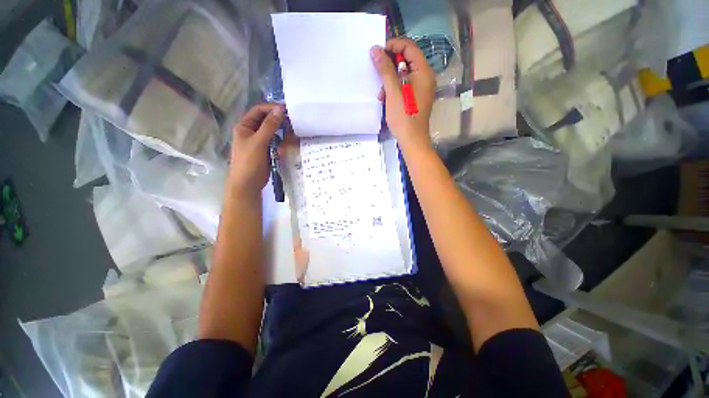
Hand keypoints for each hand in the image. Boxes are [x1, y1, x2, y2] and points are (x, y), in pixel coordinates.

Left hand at [228, 103, 284, 196]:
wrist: (248, 183)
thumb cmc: (249, 161)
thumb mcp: (259, 142)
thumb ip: (269, 126)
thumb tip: (280, 110)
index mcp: (244, 126)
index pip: (258, 111)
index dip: (271, 108)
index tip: (287, 110)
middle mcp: (251, 131)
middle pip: (265, 120)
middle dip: (278, 119)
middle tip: (293, 120)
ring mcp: (259, 141)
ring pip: (271, 131)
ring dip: (281, 129)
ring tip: (293, 129)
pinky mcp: (266, 150)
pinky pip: (275, 141)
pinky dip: (282, 139)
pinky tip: (290, 140)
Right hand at [370, 38, 435, 150]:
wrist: (412, 139)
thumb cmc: (404, 115)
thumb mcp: (393, 91)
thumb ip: (385, 69)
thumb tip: (375, 49)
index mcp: (423, 71)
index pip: (409, 46)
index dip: (393, 45)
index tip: (378, 53)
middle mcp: (425, 76)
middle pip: (406, 60)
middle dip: (389, 66)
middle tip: (377, 74)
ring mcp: (421, 88)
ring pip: (403, 74)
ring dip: (389, 80)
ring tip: (381, 94)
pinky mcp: (416, 98)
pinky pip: (404, 86)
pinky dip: (394, 89)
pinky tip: (386, 99)